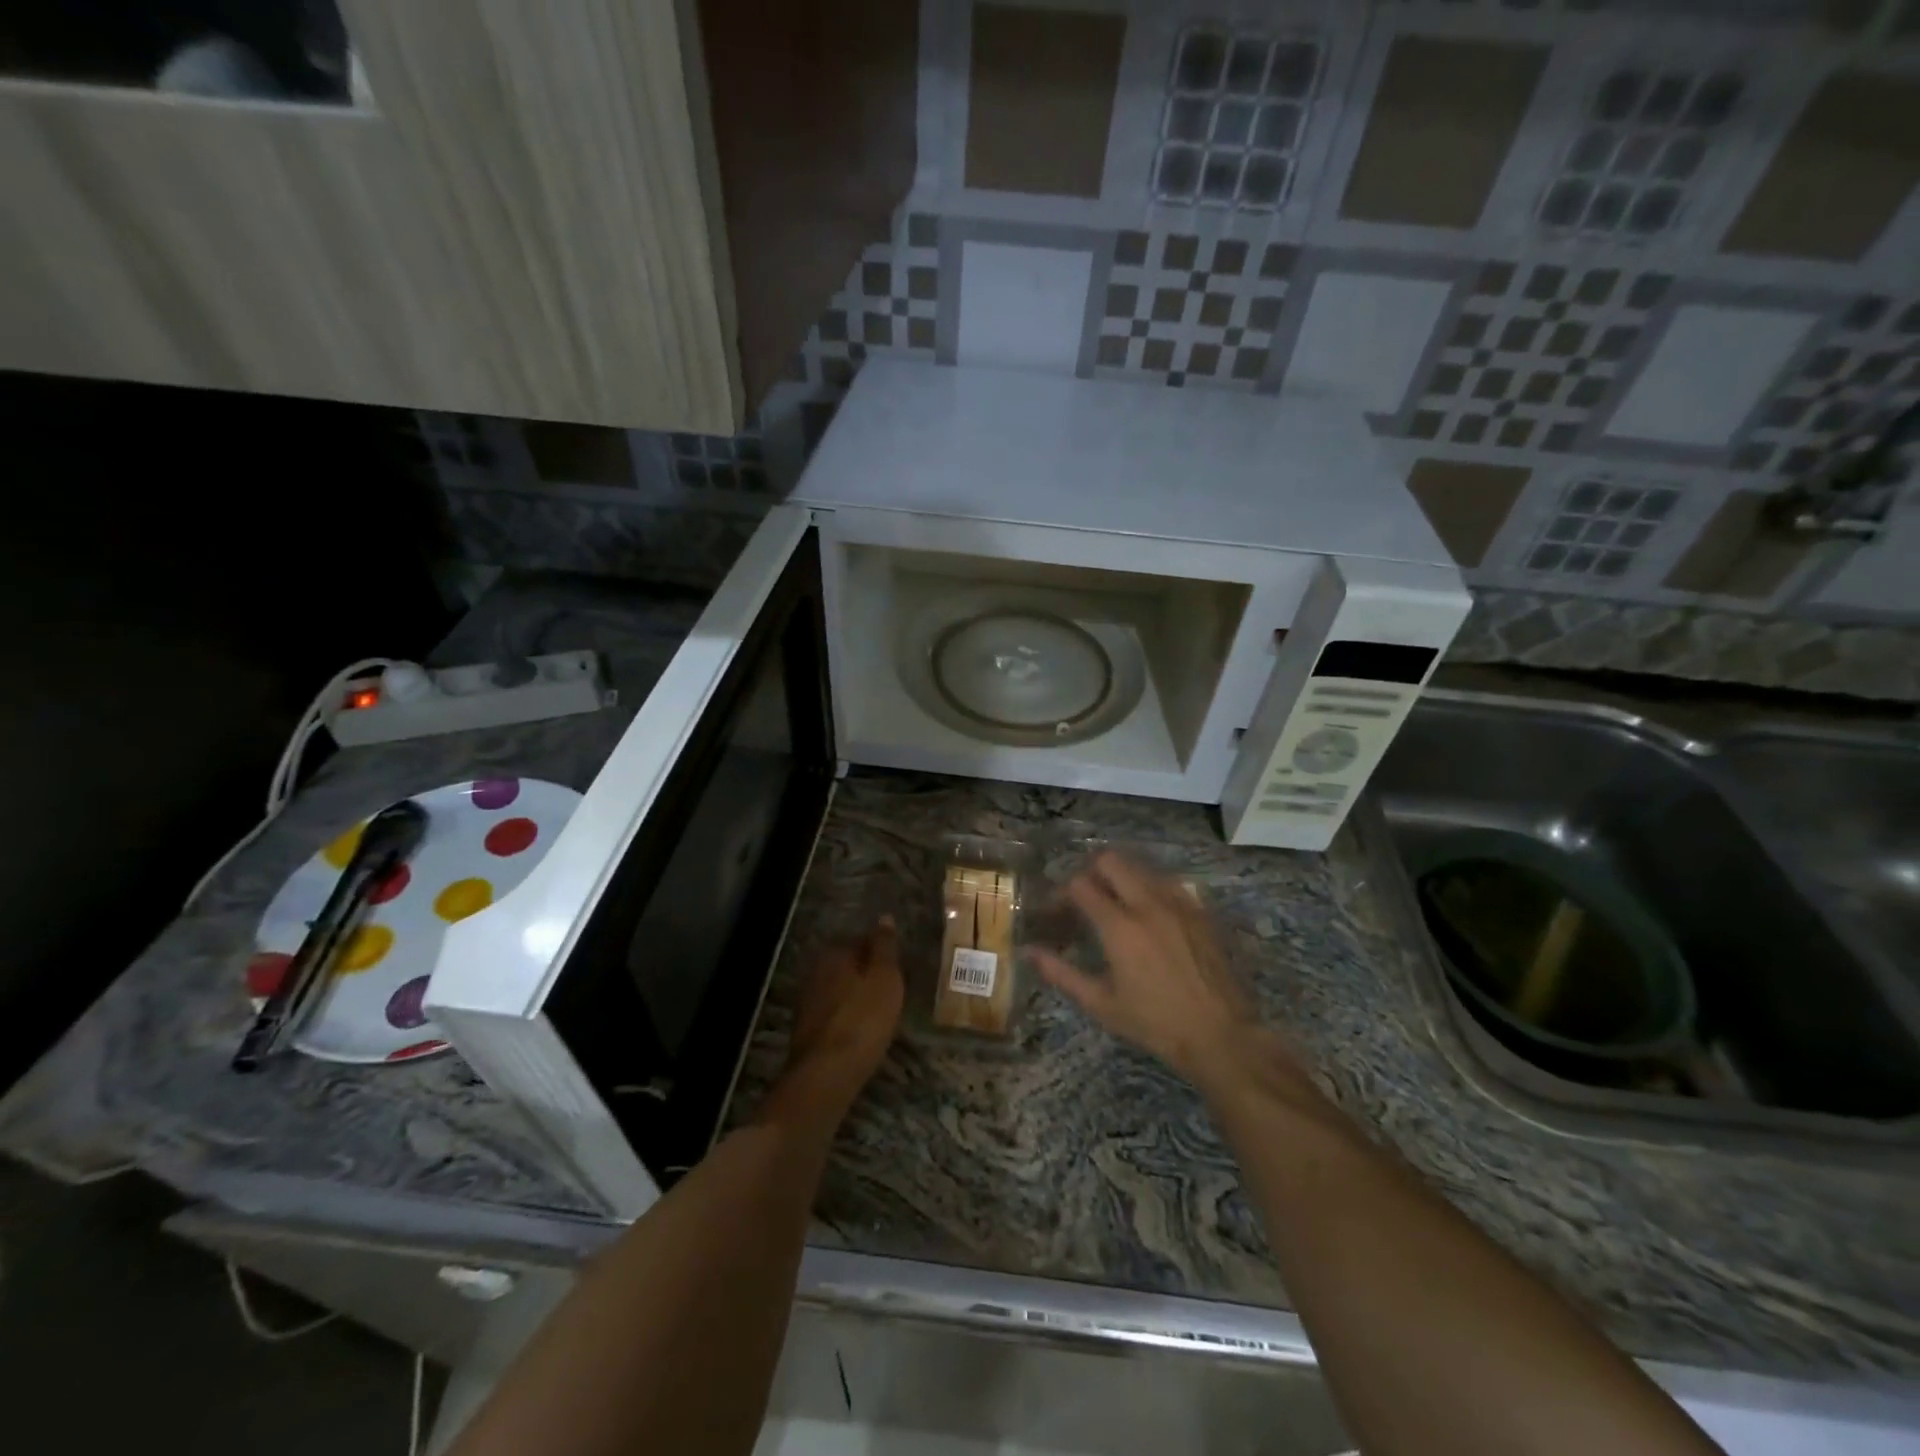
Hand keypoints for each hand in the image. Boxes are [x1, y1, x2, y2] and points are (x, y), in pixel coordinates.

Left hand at [774, 916, 903, 1122]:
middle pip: (847, 966)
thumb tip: (884, 917)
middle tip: (892, 988)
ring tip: (882, 1010)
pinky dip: (849, 1017)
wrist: (826, 1075)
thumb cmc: (863, 1019)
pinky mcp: (807, 1032)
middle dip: (866, 973)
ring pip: (839, 990)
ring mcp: (807, 1003)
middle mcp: (815, 973)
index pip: (860, 940)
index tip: (897, 965)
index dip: (880, 951)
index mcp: (833, 955)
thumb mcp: (885, 978)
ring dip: (857, 997)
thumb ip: (884, 947)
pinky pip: (834, 1014)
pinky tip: (863, 1030)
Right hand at [1029, 853, 1262, 1089]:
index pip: (1080, 885)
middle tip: (1086, 898)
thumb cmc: (1155, 1023)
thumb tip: (1029, 952)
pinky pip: (1168, 882)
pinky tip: (1150, 912)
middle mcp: (1147, 903)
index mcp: (1119, 926)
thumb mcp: (1102, 1004)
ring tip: (1116, 902)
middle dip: (1091, 872)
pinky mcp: (1200, 910)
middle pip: (1111, 860)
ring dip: (1122, 877)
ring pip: (1141, 866)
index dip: (1062, 893)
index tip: (1058, 911)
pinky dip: (1150, 887)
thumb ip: (1062, 973)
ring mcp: (1178, 902)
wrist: (1221, 1034)